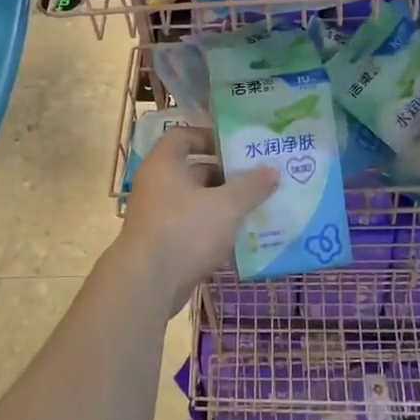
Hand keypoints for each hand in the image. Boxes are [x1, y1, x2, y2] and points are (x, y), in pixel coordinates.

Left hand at [115, 126, 278, 303]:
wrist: (147, 283)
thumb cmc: (184, 231)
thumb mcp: (225, 206)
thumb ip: (250, 187)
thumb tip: (272, 171)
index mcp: (164, 165)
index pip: (183, 136)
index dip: (209, 137)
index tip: (237, 147)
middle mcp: (157, 185)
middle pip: (194, 171)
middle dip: (226, 176)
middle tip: (258, 179)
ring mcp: (158, 216)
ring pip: (196, 202)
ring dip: (223, 205)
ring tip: (258, 207)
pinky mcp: (163, 243)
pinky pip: (193, 227)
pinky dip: (214, 229)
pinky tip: (241, 237)